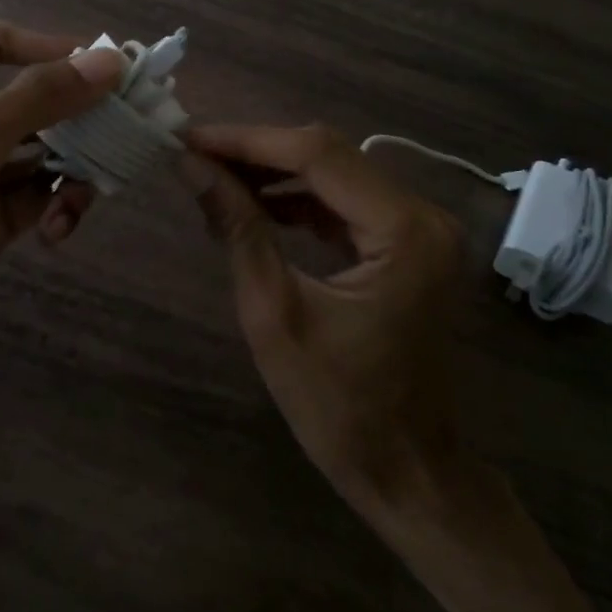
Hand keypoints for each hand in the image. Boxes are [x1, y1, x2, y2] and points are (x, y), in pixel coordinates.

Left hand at [0, 19, 125, 408]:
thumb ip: (39, 99)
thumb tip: (109, 61)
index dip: (47, 47)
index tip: (102, 68)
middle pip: (33, 101)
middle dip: (79, 116)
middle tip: (128, 132)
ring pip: (45, 154)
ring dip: (74, 168)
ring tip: (89, 193)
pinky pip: (38, 200)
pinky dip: (57, 209)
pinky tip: (59, 230)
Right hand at [181, 124, 494, 519]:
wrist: (409, 472)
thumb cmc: (340, 407)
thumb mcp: (275, 314)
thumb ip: (238, 228)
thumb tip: (191, 166)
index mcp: (403, 230)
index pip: (316, 155)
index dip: (246, 140)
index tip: (188, 138)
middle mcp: (423, 214)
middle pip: (328, 155)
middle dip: (256, 151)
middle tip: (194, 155)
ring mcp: (420, 228)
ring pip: (335, 174)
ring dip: (274, 172)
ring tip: (214, 178)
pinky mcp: (409, 244)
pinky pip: (346, 203)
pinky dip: (299, 200)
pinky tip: (255, 206)